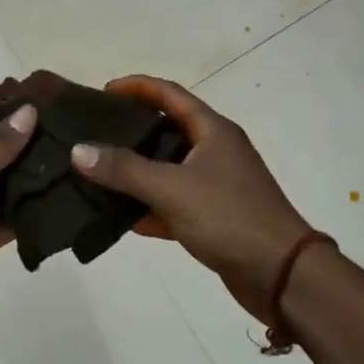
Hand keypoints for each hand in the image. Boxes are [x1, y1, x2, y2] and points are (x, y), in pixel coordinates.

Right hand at [71, 76, 313, 321]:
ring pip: (167, 169)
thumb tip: (79, 150)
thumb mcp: (171, 188)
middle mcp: (215, 150)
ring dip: (135, 172)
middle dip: (130, 130)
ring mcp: (216, 185)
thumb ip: (124, 169)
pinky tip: (119, 217)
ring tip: (96, 173)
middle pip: (166, 129)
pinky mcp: (215, 217)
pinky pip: (173, 203)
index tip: (102, 92)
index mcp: (212, 130)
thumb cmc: (229, 217)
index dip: (136, 87)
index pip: (169, 93)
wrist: (284, 276)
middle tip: (92, 134)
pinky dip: (149, 207)